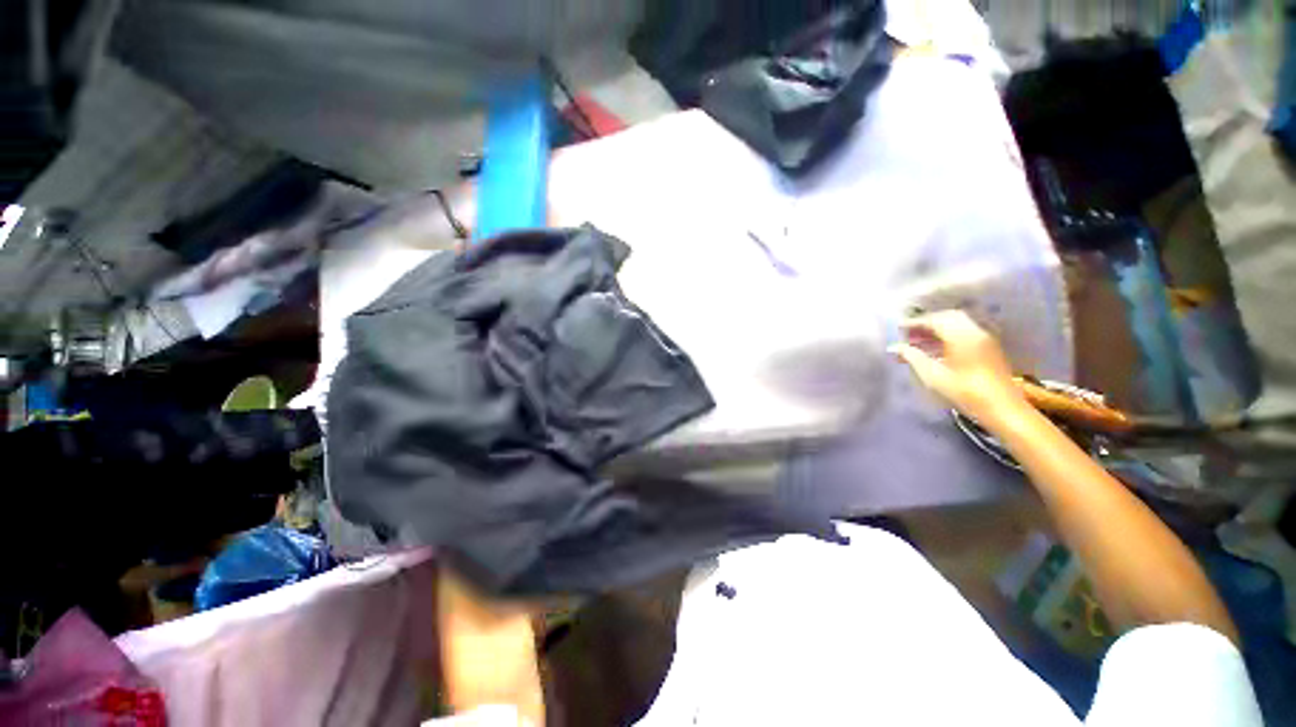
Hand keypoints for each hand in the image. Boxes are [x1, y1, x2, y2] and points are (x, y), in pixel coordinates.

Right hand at [889, 310, 1030, 429]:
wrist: (1003, 409)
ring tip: (918, 342)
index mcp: (961, 336)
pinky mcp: (988, 349)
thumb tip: (895, 347)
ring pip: (957, 324)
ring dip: (937, 329)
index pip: (934, 320)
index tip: (898, 328)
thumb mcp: (933, 376)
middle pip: (947, 317)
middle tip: (908, 333)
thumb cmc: (965, 393)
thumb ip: (913, 357)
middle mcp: (975, 332)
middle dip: (927, 323)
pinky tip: (935, 349)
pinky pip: (964, 333)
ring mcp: (984, 339)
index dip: (914, 322)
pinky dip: (948, 335)